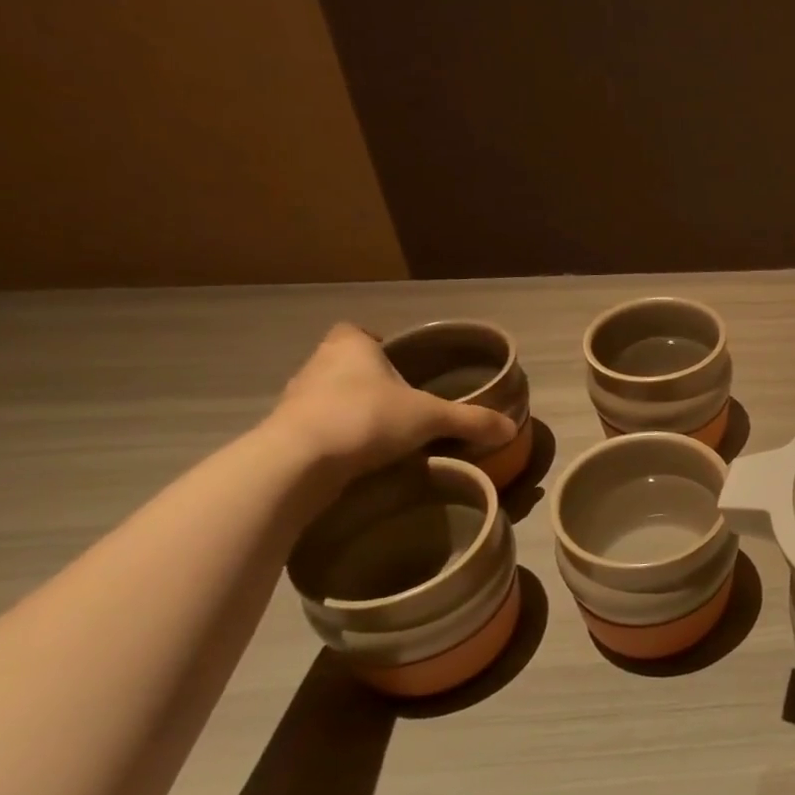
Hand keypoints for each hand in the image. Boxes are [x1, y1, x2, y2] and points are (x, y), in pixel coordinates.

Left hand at [267, 324, 515, 479]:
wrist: (297, 463)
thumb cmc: (366, 418)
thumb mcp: (431, 419)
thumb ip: (471, 421)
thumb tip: (511, 429)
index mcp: (350, 347)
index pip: (354, 331)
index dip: (372, 342)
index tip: (395, 360)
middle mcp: (317, 366)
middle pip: (342, 364)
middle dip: (366, 379)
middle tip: (400, 400)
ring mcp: (294, 402)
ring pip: (326, 397)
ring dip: (349, 410)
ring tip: (382, 432)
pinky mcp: (283, 436)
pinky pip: (315, 429)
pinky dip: (335, 439)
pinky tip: (358, 457)